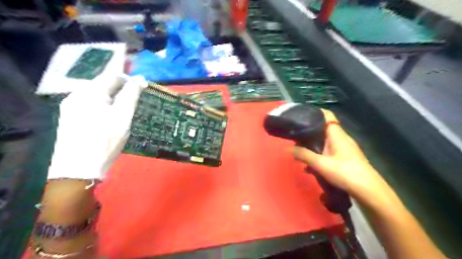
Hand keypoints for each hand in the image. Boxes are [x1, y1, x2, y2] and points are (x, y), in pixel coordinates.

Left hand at [47, 75, 146, 179]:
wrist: (79, 169)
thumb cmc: (105, 140)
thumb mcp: (123, 116)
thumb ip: (131, 94)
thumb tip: (140, 79)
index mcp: (89, 92)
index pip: (111, 75)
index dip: (129, 78)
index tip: (143, 87)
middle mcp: (77, 96)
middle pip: (104, 85)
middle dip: (122, 89)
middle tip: (138, 100)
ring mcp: (72, 108)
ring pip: (99, 96)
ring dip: (115, 98)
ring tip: (128, 109)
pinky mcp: (72, 119)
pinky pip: (93, 106)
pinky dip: (107, 107)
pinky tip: (114, 117)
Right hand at [292, 109, 388, 201]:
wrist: (368, 191)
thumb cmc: (344, 172)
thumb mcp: (320, 164)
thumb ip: (303, 154)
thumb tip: (288, 148)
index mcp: (336, 134)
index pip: (327, 115)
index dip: (314, 112)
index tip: (301, 115)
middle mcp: (341, 138)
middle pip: (323, 128)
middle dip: (309, 131)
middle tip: (295, 136)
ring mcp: (344, 148)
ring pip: (325, 141)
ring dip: (313, 145)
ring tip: (300, 152)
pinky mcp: (346, 158)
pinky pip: (329, 151)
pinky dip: (319, 154)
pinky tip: (311, 167)